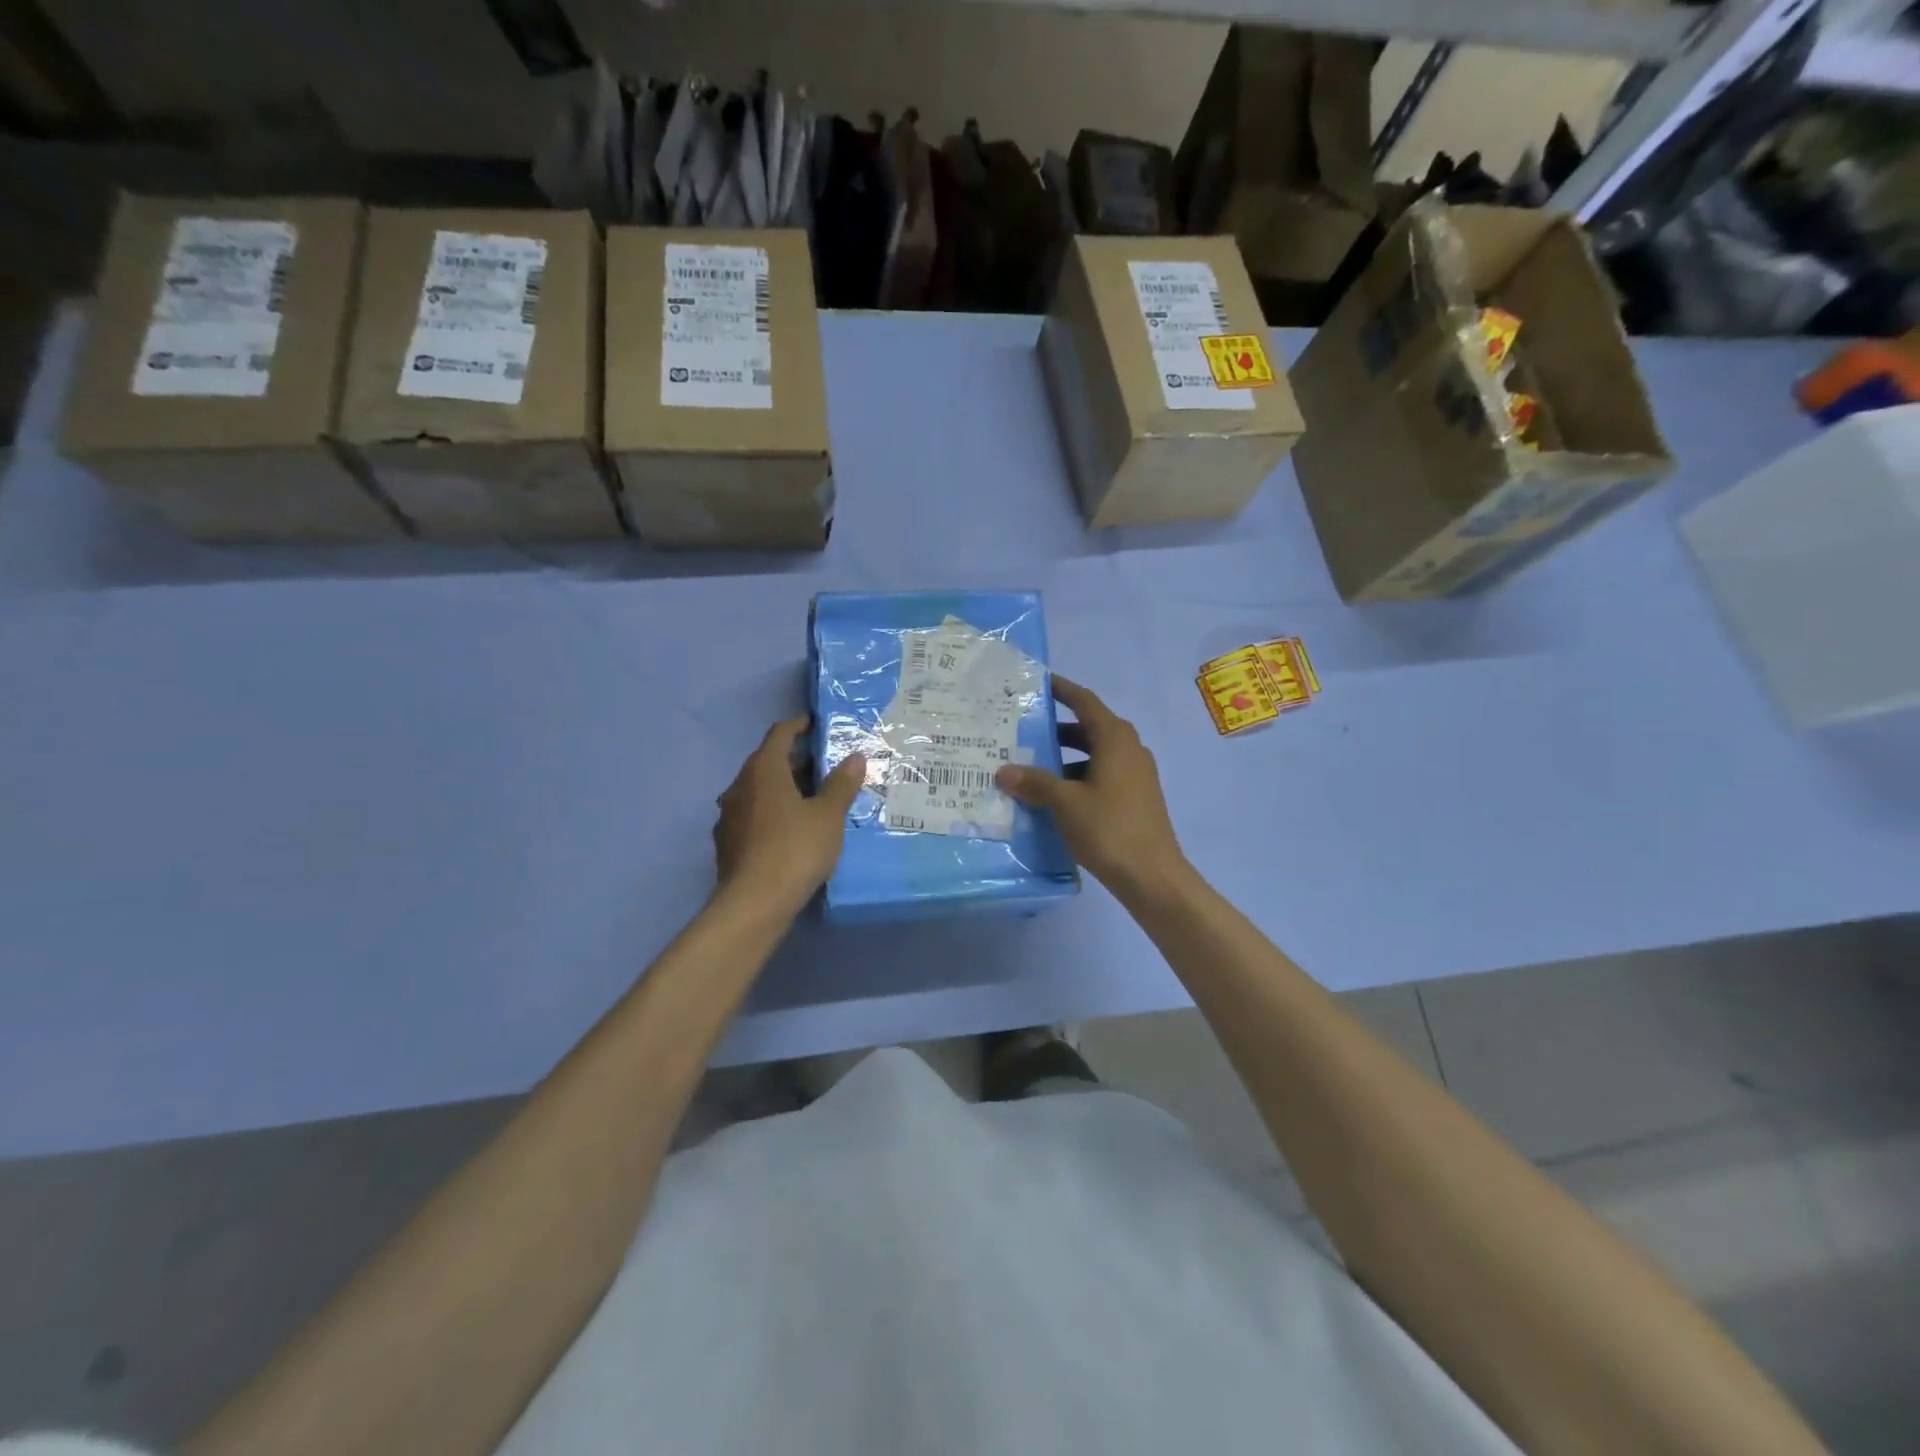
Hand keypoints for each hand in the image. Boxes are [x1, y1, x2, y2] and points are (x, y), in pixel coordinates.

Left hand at [714, 718, 865, 912]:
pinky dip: (773, 812)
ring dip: (783, 788)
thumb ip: (841, 784)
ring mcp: (729, 816)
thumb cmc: (795, 849)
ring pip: (759, 791)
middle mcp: (739, 786)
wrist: (754, 904)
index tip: (815, 724)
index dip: (798, 726)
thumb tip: (855, 757)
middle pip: (767, 762)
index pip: (779, 734)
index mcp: (763, 770)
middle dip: (796, 761)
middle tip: (825, 766)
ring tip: (813, 798)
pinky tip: (792, 829)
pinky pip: (754, 815)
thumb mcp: (828, 815)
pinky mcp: (728, 843)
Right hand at [995, 676, 1188, 897]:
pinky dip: (1076, 778)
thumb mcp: (1065, 803)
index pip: (1084, 702)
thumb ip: (1034, 782)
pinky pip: (1100, 776)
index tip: (1037, 683)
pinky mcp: (1135, 798)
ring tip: (1029, 767)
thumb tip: (1004, 771)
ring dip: (1063, 758)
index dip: (1061, 690)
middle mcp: (1128, 749)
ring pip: (1093, 755)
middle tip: (1021, 731)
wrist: (1152, 876)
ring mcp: (1135, 775)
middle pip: (1088, 728)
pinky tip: (1053, 798)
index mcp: (1115, 738)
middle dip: (1055, 729)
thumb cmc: (1109, 829)